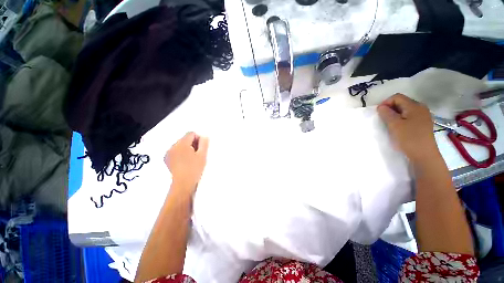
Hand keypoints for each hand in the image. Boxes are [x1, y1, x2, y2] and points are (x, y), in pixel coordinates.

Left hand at [165, 132, 208, 192]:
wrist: (183, 183)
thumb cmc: (194, 168)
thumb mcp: (202, 155)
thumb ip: (204, 143)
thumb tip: (204, 137)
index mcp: (181, 144)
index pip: (191, 134)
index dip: (198, 139)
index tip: (201, 148)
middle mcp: (173, 146)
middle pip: (185, 139)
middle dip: (192, 143)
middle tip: (198, 154)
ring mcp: (168, 153)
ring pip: (180, 145)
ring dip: (187, 148)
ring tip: (192, 158)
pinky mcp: (167, 159)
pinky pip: (176, 151)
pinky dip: (181, 153)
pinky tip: (185, 161)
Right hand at [377, 94, 439, 163]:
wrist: (424, 155)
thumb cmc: (409, 138)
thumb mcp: (394, 125)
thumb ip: (386, 113)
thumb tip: (381, 107)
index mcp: (415, 106)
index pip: (397, 97)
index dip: (386, 103)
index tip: (379, 113)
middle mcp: (420, 108)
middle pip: (401, 102)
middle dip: (390, 108)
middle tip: (383, 119)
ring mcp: (423, 116)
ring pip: (405, 110)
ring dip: (395, 114)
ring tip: (390, 124)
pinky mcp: (422, 123)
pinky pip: (409, 116)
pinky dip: (401, 119)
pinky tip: (398, 127)